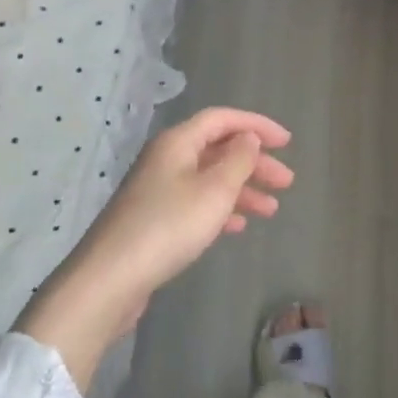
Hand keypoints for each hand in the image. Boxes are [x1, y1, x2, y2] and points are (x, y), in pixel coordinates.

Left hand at [19, 108, 293, 388]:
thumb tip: (248, 138)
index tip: (287, 142)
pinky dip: (221, 210)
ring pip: (209, 179)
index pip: (222, 119)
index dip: (256, 125)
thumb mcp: (214, 190)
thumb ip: (238, 160)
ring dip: (242, 189)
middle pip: (217, 149)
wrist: (111, 278)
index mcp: (178, 143)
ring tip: (271, 210)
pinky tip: (238, 227)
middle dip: (254, 162)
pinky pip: (196, 204)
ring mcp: (158, 190)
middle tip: (286, 182)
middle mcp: (166, 160)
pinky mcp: (154, 220)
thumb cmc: (169, 226)